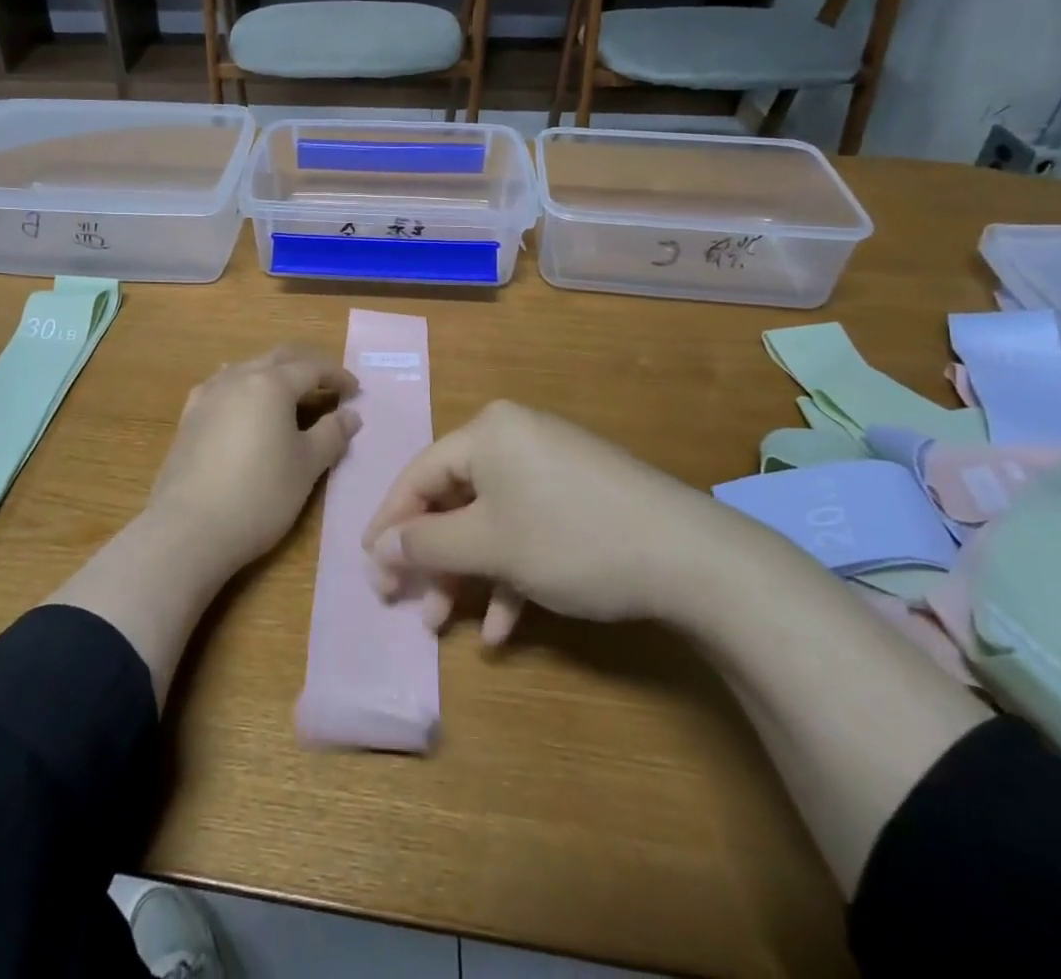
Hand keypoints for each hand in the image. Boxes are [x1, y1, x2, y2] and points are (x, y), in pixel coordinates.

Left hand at [147, 346, 360, 574]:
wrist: (189, 528)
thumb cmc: (259, 494)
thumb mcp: (307, 466)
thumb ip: (332, 434)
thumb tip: (351, 414)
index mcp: (271, 384)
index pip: (311, 368)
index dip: (336, 376)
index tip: (355, 391)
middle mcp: (237, 378)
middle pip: (277, 359)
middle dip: (305, 366)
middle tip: (326, 384)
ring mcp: (208, 395)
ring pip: (246, 368)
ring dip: (272, 374)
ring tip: (287, 395)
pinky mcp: (188, 417)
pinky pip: (221, 387)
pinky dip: (242, 388)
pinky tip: (242, 405)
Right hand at [362, 400, 727, 643]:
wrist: (692, 558)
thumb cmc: (571, 539)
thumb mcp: (489, 545)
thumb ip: (426, 544)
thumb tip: (378, 547)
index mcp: (487, 432)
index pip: (419, 474)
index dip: (390, 522)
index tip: (368, 566)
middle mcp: (514, 439)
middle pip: (454, 500)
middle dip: (432, 558)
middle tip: (406, 604)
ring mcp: (550, 468)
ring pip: (490, 522)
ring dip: (467, 575)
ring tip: (446, 626)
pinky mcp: (578, 497)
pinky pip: (528, 529)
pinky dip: (511, 574)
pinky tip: (504, 628)